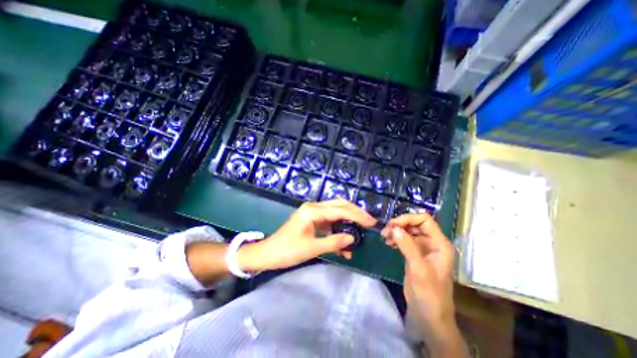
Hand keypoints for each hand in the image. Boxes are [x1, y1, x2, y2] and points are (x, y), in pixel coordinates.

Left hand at [239, 200, 376, 271]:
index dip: (357, 216)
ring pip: (336, 213)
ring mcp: (313, 213)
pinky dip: (338, 231)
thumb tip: (352, 239)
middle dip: (355, 213)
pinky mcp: (312, 221)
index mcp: (313, 210)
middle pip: (339, 205)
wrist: (268, 253)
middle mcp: (314, 207)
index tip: (371, 222)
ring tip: (359, 233)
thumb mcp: (311, 248)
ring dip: (347, 223)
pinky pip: (329, 222)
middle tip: (369, 222)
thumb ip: (333, 242)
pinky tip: (343, 245)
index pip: (340, 210)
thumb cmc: (287, 250)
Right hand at [380, 213, 455, 326]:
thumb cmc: (429, 293)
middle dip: (400, 224)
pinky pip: (404, 240)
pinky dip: (396, 238)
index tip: (393, 224)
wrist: (428, 315)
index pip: (425, 220)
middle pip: (415, 224)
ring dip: (396, 231)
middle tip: (385, 230)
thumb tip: (395, 228)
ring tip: (384, 236)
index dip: (409, 218)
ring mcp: (423, 248)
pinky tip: (388, 242)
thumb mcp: (419, 269)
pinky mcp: (414, 254)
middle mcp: (432, 242)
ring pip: (408, 231)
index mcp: (439, 243)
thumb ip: (408, 247)